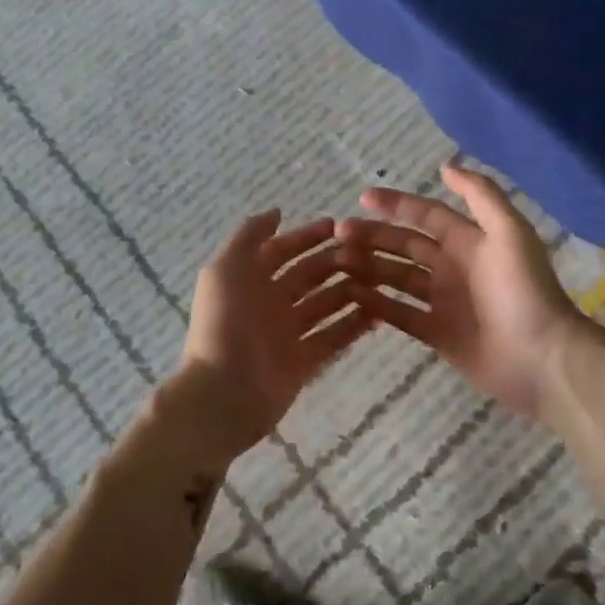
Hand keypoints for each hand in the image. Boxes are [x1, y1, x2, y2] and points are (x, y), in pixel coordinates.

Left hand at [166, 211, 373, 472]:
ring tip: (381, 279)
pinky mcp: (303, 362)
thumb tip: (276, 212)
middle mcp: (269, 302)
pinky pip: (333, 338)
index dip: (307, 236)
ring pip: (324, 304)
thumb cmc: (224, 324)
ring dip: (349, 290)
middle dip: (335, 262)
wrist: (223, 392)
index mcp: (249, 279)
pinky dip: (354, 325)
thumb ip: (249, 236)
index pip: (283, 250)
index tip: (339, 226)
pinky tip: (380, 313)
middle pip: (308, 275)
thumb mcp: (226, 269)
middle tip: (369, 253)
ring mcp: (287, 333)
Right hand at [335, 164, 599, 419]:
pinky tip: (352, 295)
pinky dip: (377, 305)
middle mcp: (453, 268)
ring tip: (337, 263)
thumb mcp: (510, 233)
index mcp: (470, 242)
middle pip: (405, 246)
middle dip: (373, 237)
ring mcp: (444, 303)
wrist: (542, 359)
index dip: (397, 205)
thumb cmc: (523, 292)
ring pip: (398, 278)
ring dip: (369, 267)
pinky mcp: (438, 335)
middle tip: (338, 235)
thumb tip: (446, 166)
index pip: (426, 215)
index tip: (362, 198)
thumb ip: (481, 196)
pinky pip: (401, 315)